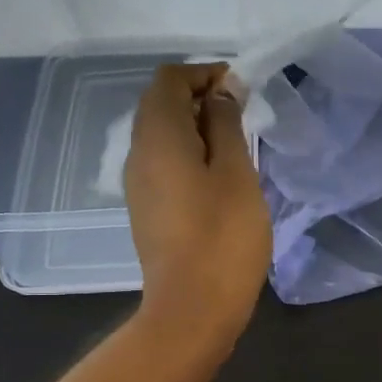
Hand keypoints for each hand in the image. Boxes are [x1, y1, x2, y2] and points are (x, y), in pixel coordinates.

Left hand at [124, 64, 271, 348]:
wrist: (192, 308)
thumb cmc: (222, 236)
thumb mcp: (235, 173)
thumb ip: (227, 124)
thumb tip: (222, 90)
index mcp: (158, 136)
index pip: (169, 79)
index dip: (203, 73)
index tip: (240, 89)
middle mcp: (138, 153)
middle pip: (160, 104)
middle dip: (200, 98)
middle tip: (243, 114)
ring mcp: (138, 184)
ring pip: (162, 135)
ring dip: (196, 128)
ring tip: (236, 144)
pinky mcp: (147, 209)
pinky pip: (163, 163)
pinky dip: (189, 154)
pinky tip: (219, 176)